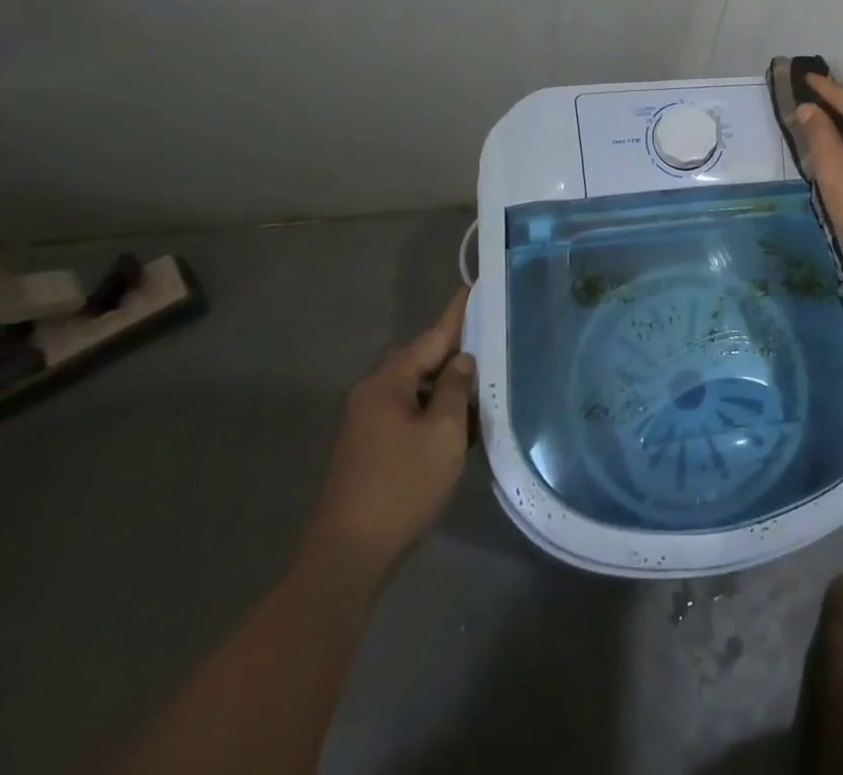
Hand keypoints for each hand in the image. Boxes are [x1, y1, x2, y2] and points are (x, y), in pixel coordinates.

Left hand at [299, 288, 474, 591]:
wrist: (348, 556)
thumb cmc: (402, 485)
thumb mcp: (444, 432)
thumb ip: (456, 388)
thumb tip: (462, 360)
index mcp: (389, 382)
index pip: (432, 335)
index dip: (458, 313)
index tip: (475, 286)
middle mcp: (374, 393)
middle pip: (422, 359)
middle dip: (455, 352)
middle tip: (493, 342)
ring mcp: (368, 422)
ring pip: (417, 388)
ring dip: (447, 387)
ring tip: (484, 385)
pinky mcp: (371, 448)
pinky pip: (410, 412)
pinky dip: (435, 411)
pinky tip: (460, 424)